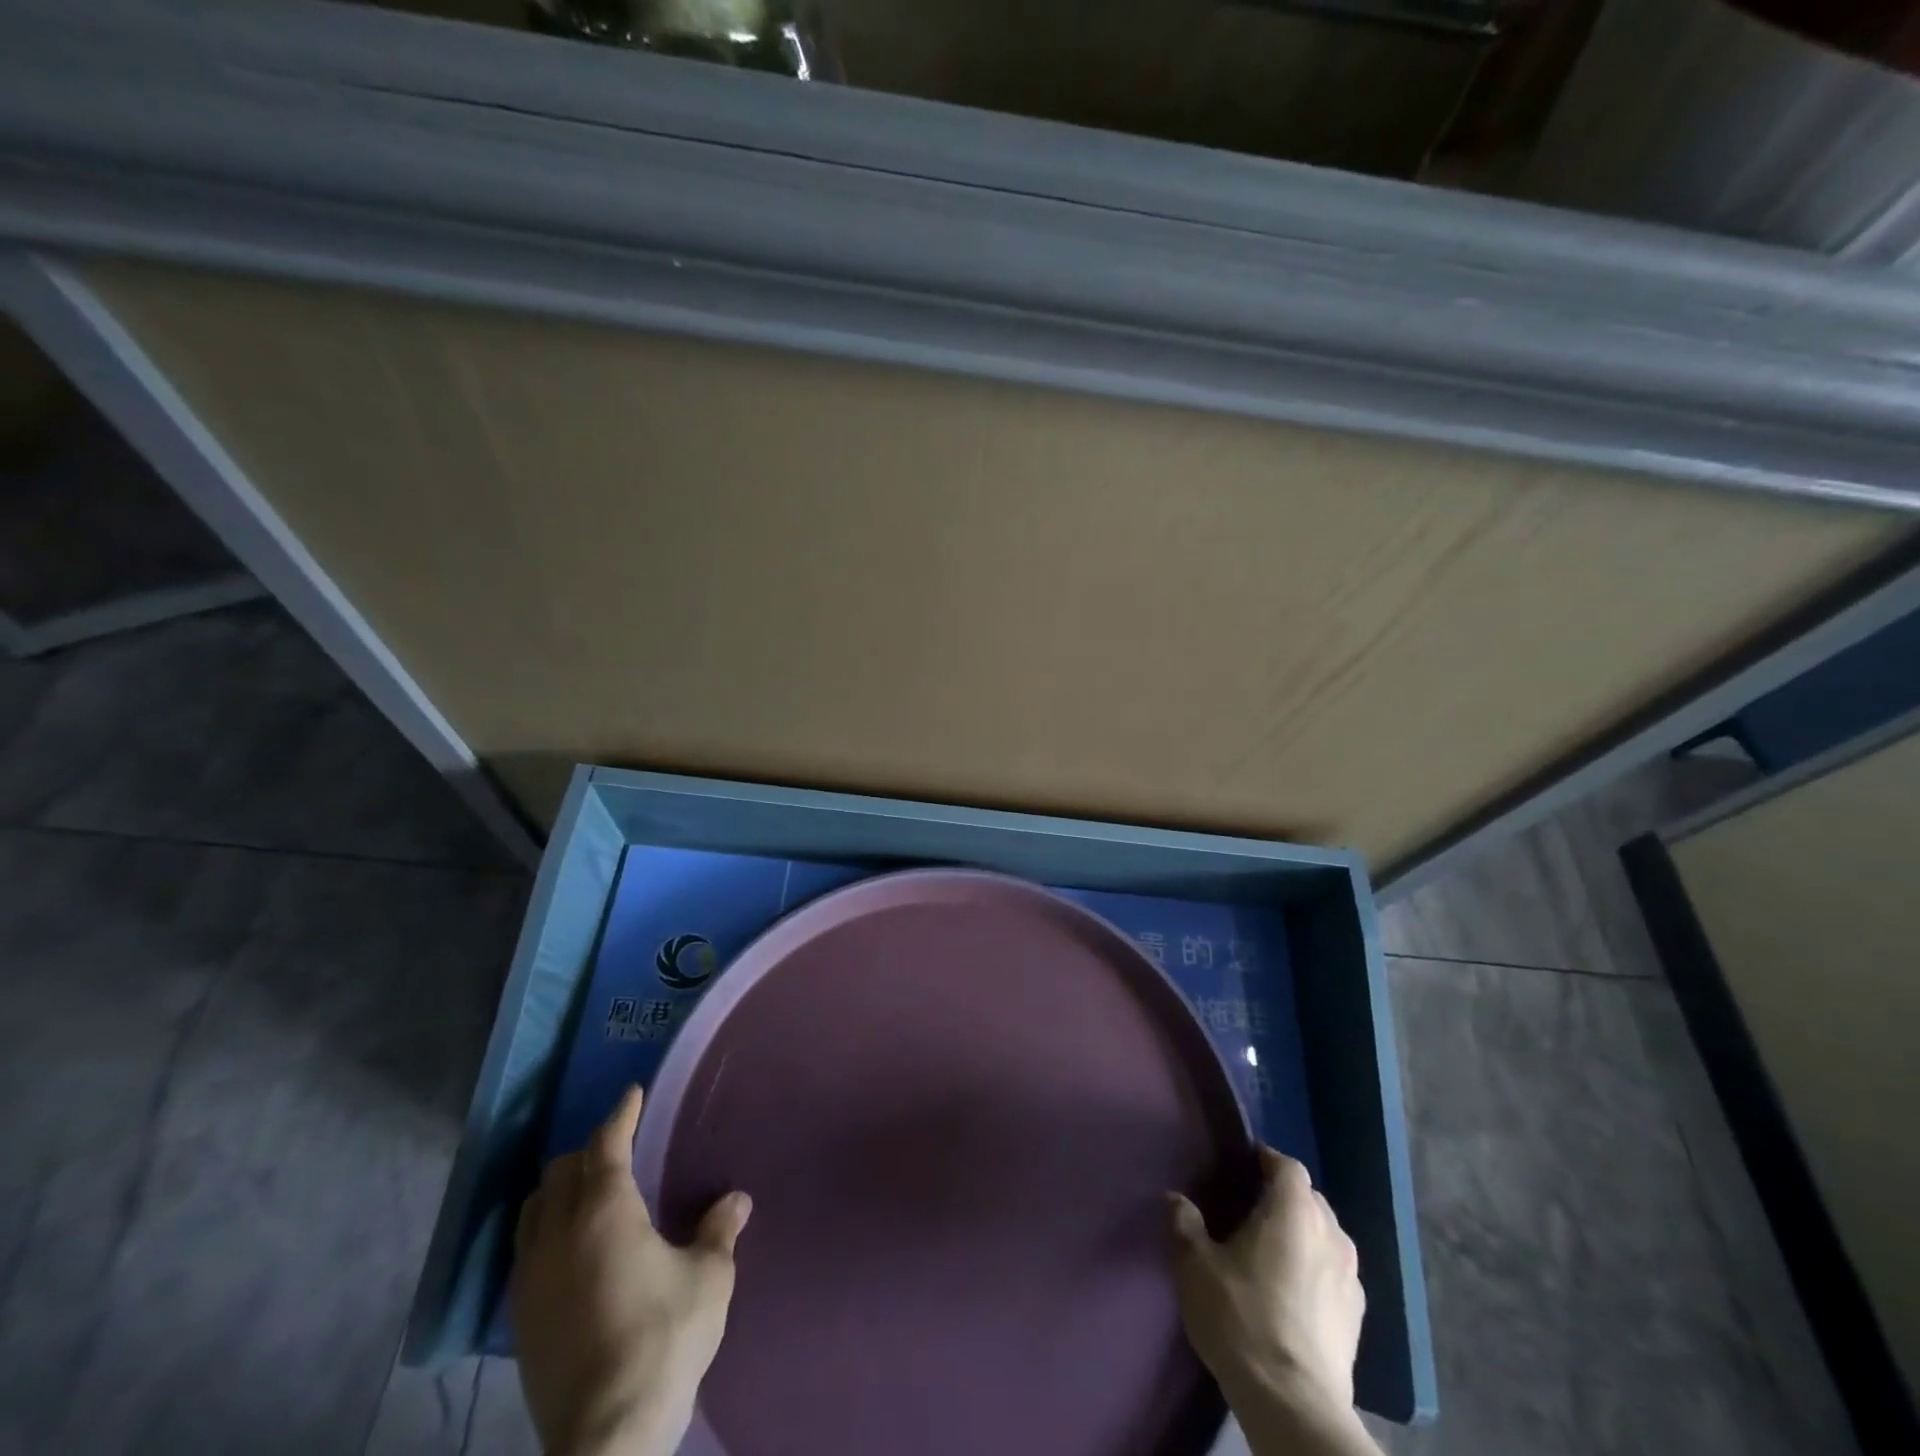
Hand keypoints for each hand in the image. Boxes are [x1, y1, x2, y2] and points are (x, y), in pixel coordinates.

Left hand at [512, 1085, 751, 1455]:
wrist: (605, 1439)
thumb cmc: (663, 1340)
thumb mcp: (708, 1278)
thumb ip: (718, 1231)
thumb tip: (736, 1199)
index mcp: (605, 1212)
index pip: (606, 1144)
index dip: (620, 1114)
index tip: (632, 1094)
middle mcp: (559, 1234)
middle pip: (562, 1170)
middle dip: (589, 1151)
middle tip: (618, 1149)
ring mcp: (531, 1278)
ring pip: (533, 1209)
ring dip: (559, 1189)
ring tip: (588, 1194)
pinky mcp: (519, 1319)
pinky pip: (525, 1250)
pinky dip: (546, 1230)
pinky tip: (570, 1250)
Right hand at [1169, 1146, 1367, 1440]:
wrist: (1293, 1404)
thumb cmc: (1241, 1317)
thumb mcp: (1195, 1265)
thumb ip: (1185, 1223)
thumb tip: (1176, 1199)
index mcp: (1293, 1211)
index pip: (1287, 1166)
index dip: (1266, 1160)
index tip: (1241, 1167)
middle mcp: (1330, 1233)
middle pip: (1310, 1198)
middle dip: (1283, 1196)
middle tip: (1249, 1209)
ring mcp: (1350, 1277)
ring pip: (1326, 1235)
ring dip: (1303, 1233)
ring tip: (1272, 1250)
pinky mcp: (1357, 1317)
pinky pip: (1335, 1272)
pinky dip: (1316, 1268)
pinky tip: (1293, 1290)